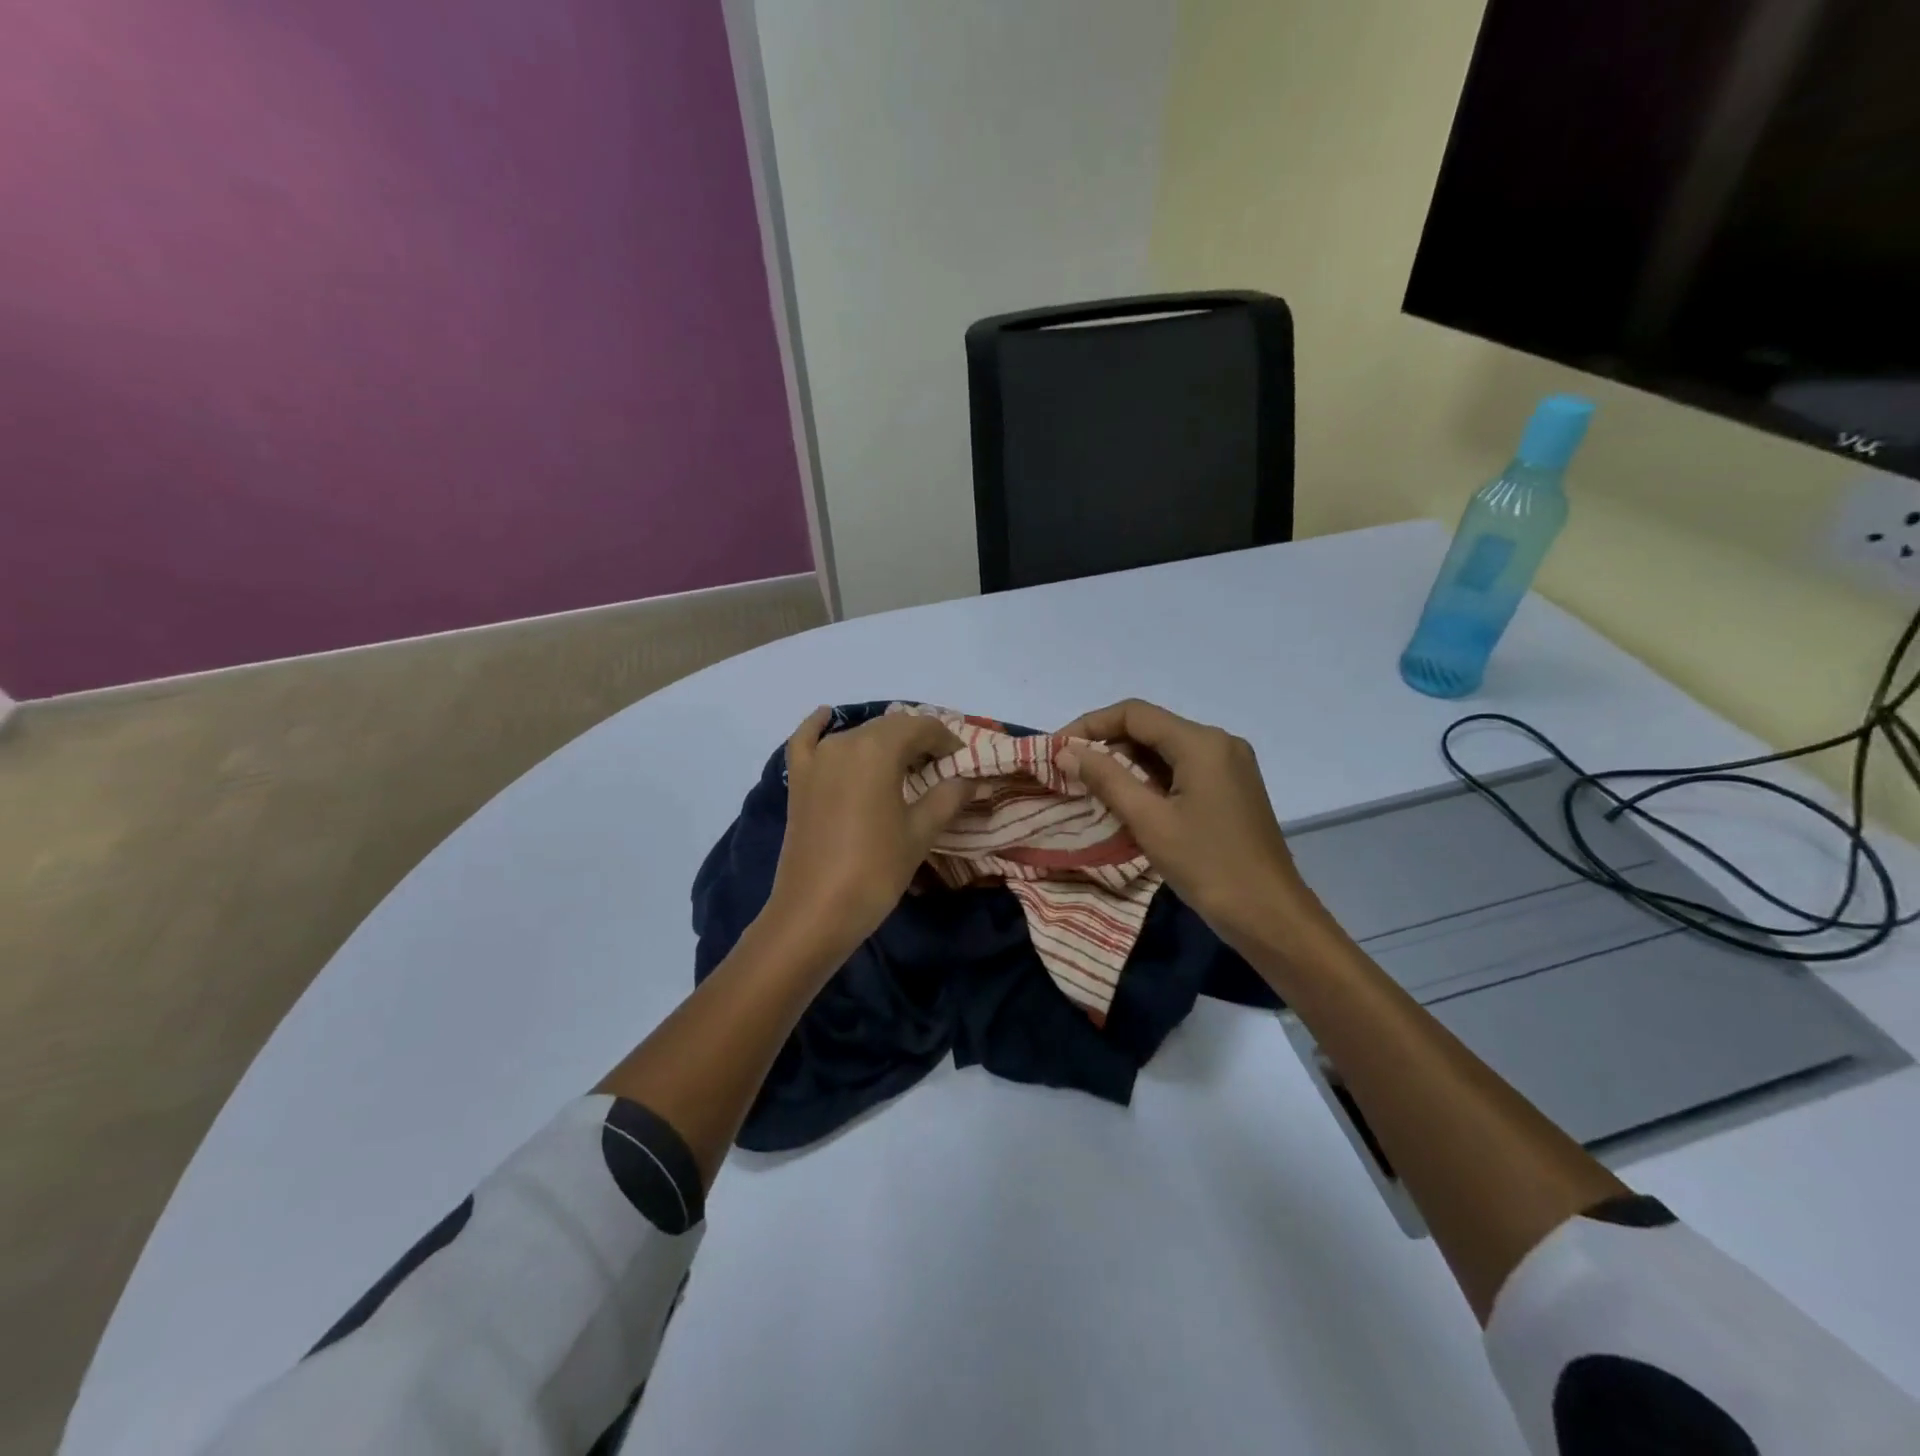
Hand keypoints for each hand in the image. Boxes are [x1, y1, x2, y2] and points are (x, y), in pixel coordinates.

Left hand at [762, 706, 972, 964]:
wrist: (814, 911)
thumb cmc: (875, 870)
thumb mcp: (920, 832)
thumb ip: (948, 797)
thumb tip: (972, 779)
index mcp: (878, 749)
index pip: (922, 727)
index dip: (947, 741)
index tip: (963, 763)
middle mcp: (845, 742)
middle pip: (890, 728)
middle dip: (919, 742)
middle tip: (940, 769)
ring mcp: (816, 759)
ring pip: (858, 734)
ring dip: (884, 742)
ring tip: (904, 765)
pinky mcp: (797, 779)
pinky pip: (806, 740)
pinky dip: (819, 726)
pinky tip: (827, 716)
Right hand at [1057, 699, 1307, 952]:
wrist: (1270, 915)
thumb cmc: (1208, 866)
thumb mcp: (1150, 821)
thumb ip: (1106, 779)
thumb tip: (1067, 752)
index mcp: (1202, 743)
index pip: (1134, 714)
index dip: (1090, 726)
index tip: (1058, 750)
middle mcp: (1219, 744)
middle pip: (1150, 728)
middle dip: (1106, 745)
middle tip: (1069, 771)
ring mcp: (1229, 766)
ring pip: (1165, 750)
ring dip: (1126, 763)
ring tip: (1090, 787)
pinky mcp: (1230, 789)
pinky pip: (1181, 770)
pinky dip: (1150, 779)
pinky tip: (1128, 801)